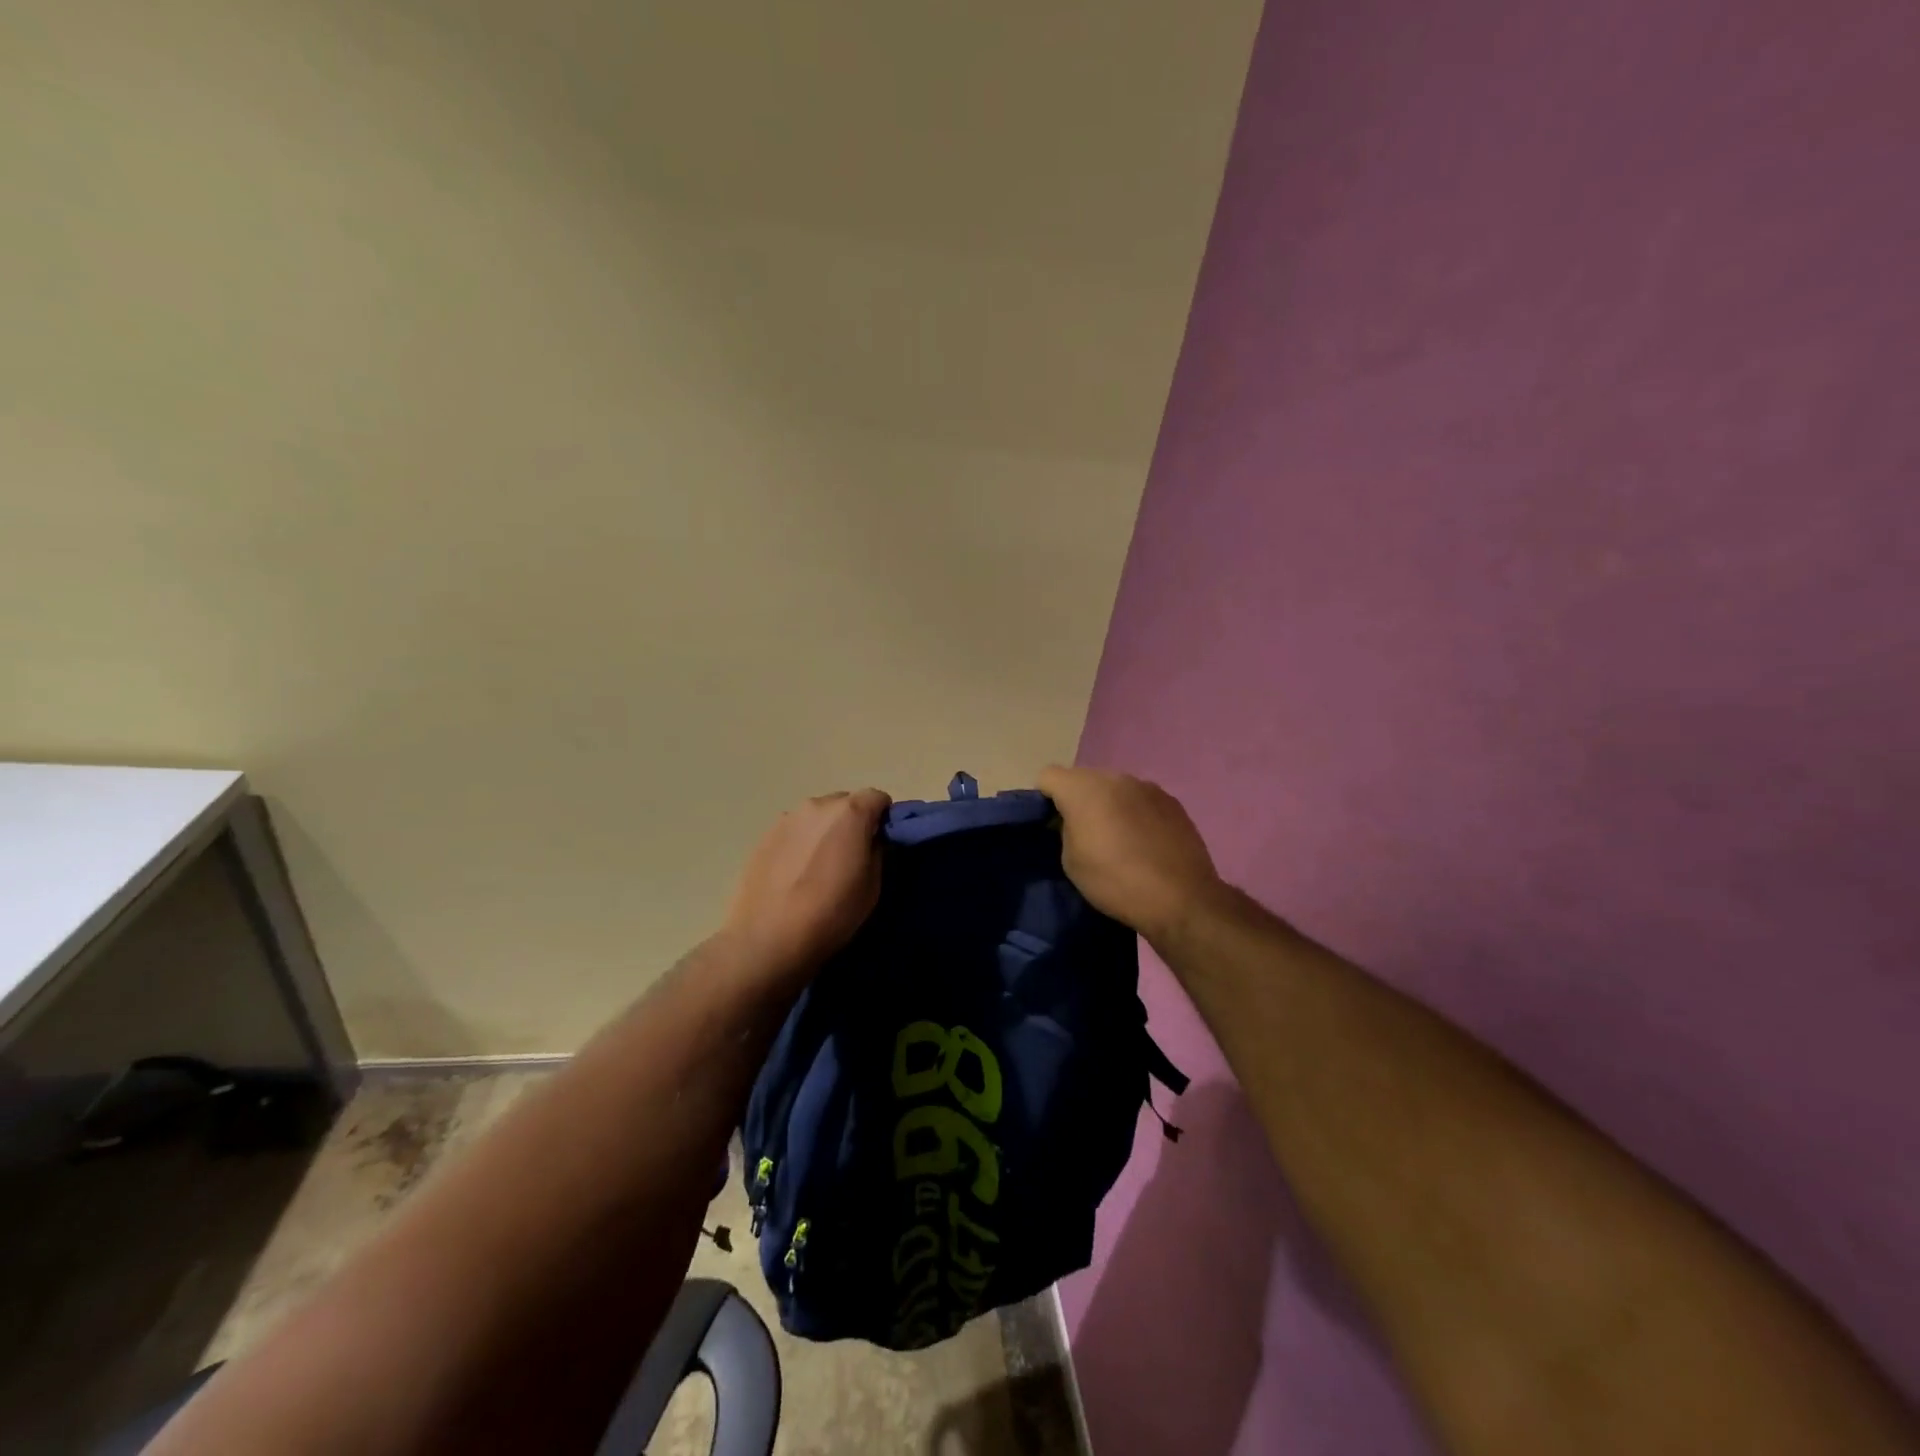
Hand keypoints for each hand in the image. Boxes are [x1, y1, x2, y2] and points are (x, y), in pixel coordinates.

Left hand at [722, 789, 891, 975]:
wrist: (768, 939)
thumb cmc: (831, 913)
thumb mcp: (873, 886)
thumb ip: (877, 851)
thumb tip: (871, 840)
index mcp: (849, 813)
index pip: (877, 797)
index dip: (884, 818)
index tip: (882, 842)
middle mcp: (817, 805)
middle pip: (845, 802)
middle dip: (853, 822)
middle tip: (851, 855)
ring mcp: (786, 818)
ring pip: (817, 816)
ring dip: (825, 831)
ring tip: (819, 865)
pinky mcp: (763, 835)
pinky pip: (794, 830)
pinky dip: (801, 842)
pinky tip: (795, 872)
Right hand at [1038, 765, 1223, 942]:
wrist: (1181, 899)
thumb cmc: (1115, 882)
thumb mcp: (1071, 862)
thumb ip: (1065, 830)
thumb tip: (1074, 821)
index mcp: (1083, 789)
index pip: (1048, 776)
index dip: (1043, 798)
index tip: (1049, 824)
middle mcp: (1115, 778)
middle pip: (1083, 778)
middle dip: (1077, 799)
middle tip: (1082, 833)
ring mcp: (1147, 786)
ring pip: (1114, 787)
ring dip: (1108, 804)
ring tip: (1117, 839)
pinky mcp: (1172, 801)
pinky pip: (1140, 799)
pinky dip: (1135, 813)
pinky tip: (1144, 842)